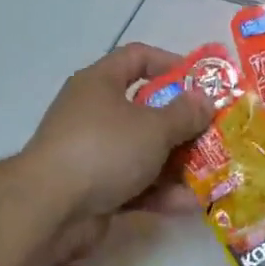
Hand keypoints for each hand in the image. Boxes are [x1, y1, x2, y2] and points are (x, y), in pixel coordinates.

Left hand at [22, 43, 212, 224]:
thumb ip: (184, 114)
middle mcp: (94, 112)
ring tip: (213, 172)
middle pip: (145, 108)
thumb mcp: (153, 127)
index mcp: (101, 82)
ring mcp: (93, 152)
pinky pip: (135, 183)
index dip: (170, 63)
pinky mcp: (95, 188)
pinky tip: (191, 204)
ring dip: (176, 162)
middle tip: (214, 132)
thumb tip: (204, 100)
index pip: (137, 57)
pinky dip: (160, 191)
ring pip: (143, 150)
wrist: (50, 209)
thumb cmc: (104, 149)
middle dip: (182, 122)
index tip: (201, 81)